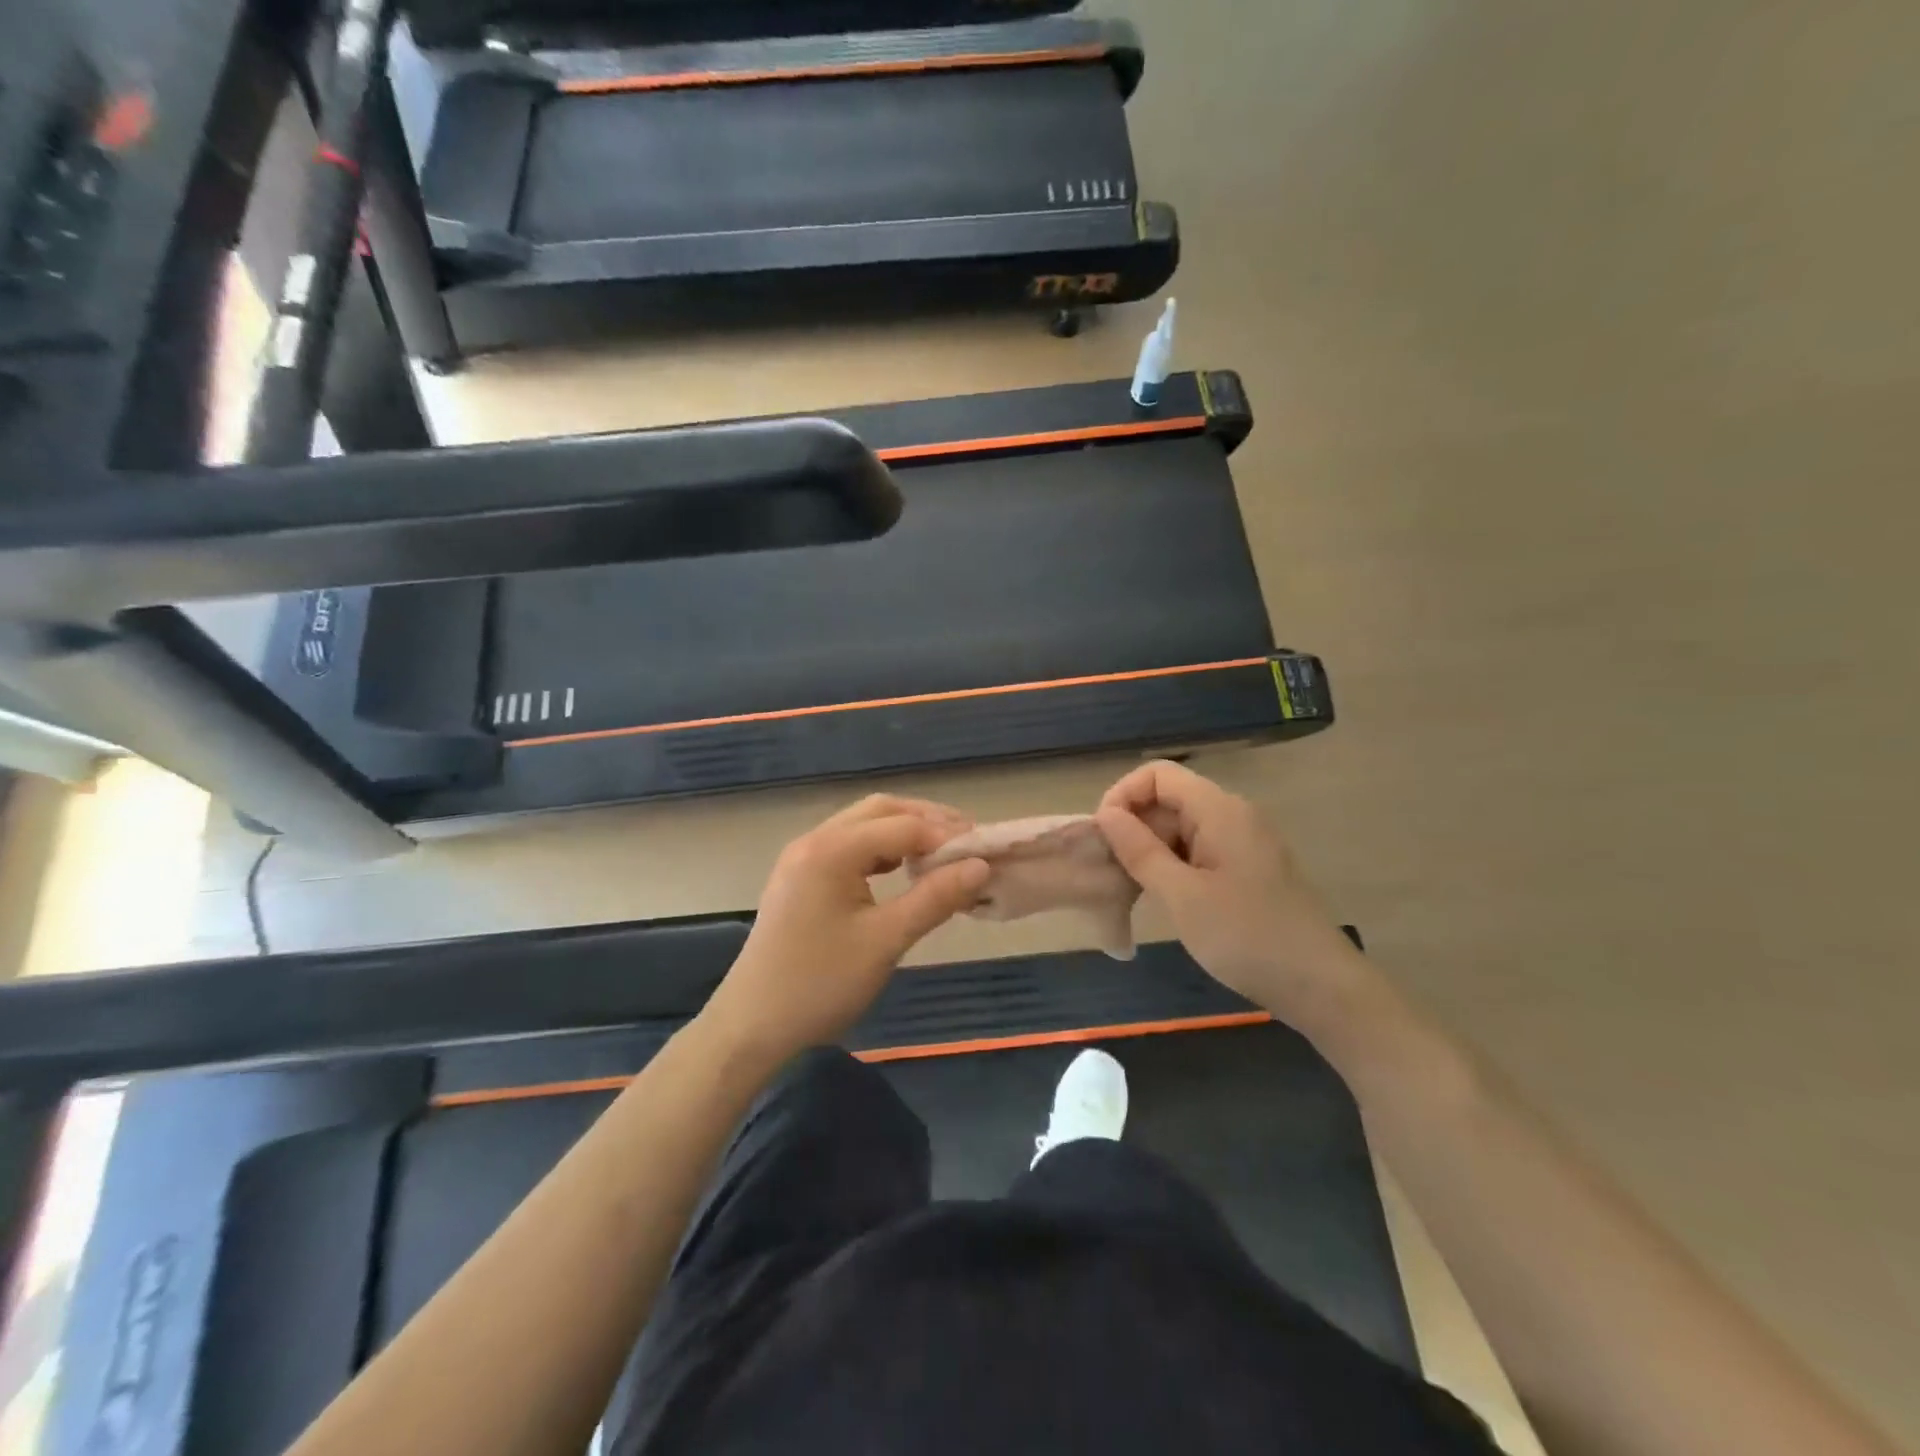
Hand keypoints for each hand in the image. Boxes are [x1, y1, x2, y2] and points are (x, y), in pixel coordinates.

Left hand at [703, 794, 990, 1065]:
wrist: (751, 1027)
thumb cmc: (820, 984)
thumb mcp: (885, 941)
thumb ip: (935, 898)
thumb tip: (982, 866)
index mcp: (832, 849)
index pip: (903, 826)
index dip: (948, 837)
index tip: (986, 855)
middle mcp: (815, 840)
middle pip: (881, 810)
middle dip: (928, 821)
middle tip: (968, 844)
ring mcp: (803, 857)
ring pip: (864, 825)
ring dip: (905, 832)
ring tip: (943, 856)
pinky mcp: (801, 877)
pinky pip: (849, 847)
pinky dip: (882, 850)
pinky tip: (902, 871)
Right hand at [1095, 761, 1364, 1021]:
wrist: (1321, 987)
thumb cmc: (1247, 937)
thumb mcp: (1182, 896)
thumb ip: (1140, 851)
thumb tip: (1105, 815)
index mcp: (1219, 810)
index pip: (1157, 774)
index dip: (1123, 796)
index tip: (1103, 837)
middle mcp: (1232, 815)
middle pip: (1168, 799)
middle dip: (1133, 827)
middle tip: (1110, 872)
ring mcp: (1243, 842)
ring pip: (1181, 828)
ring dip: (1150, 850)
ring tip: (1130, 889)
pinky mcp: (1247, 868)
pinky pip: (1198, 850)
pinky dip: (1172, 866)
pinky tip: (1162, 898)